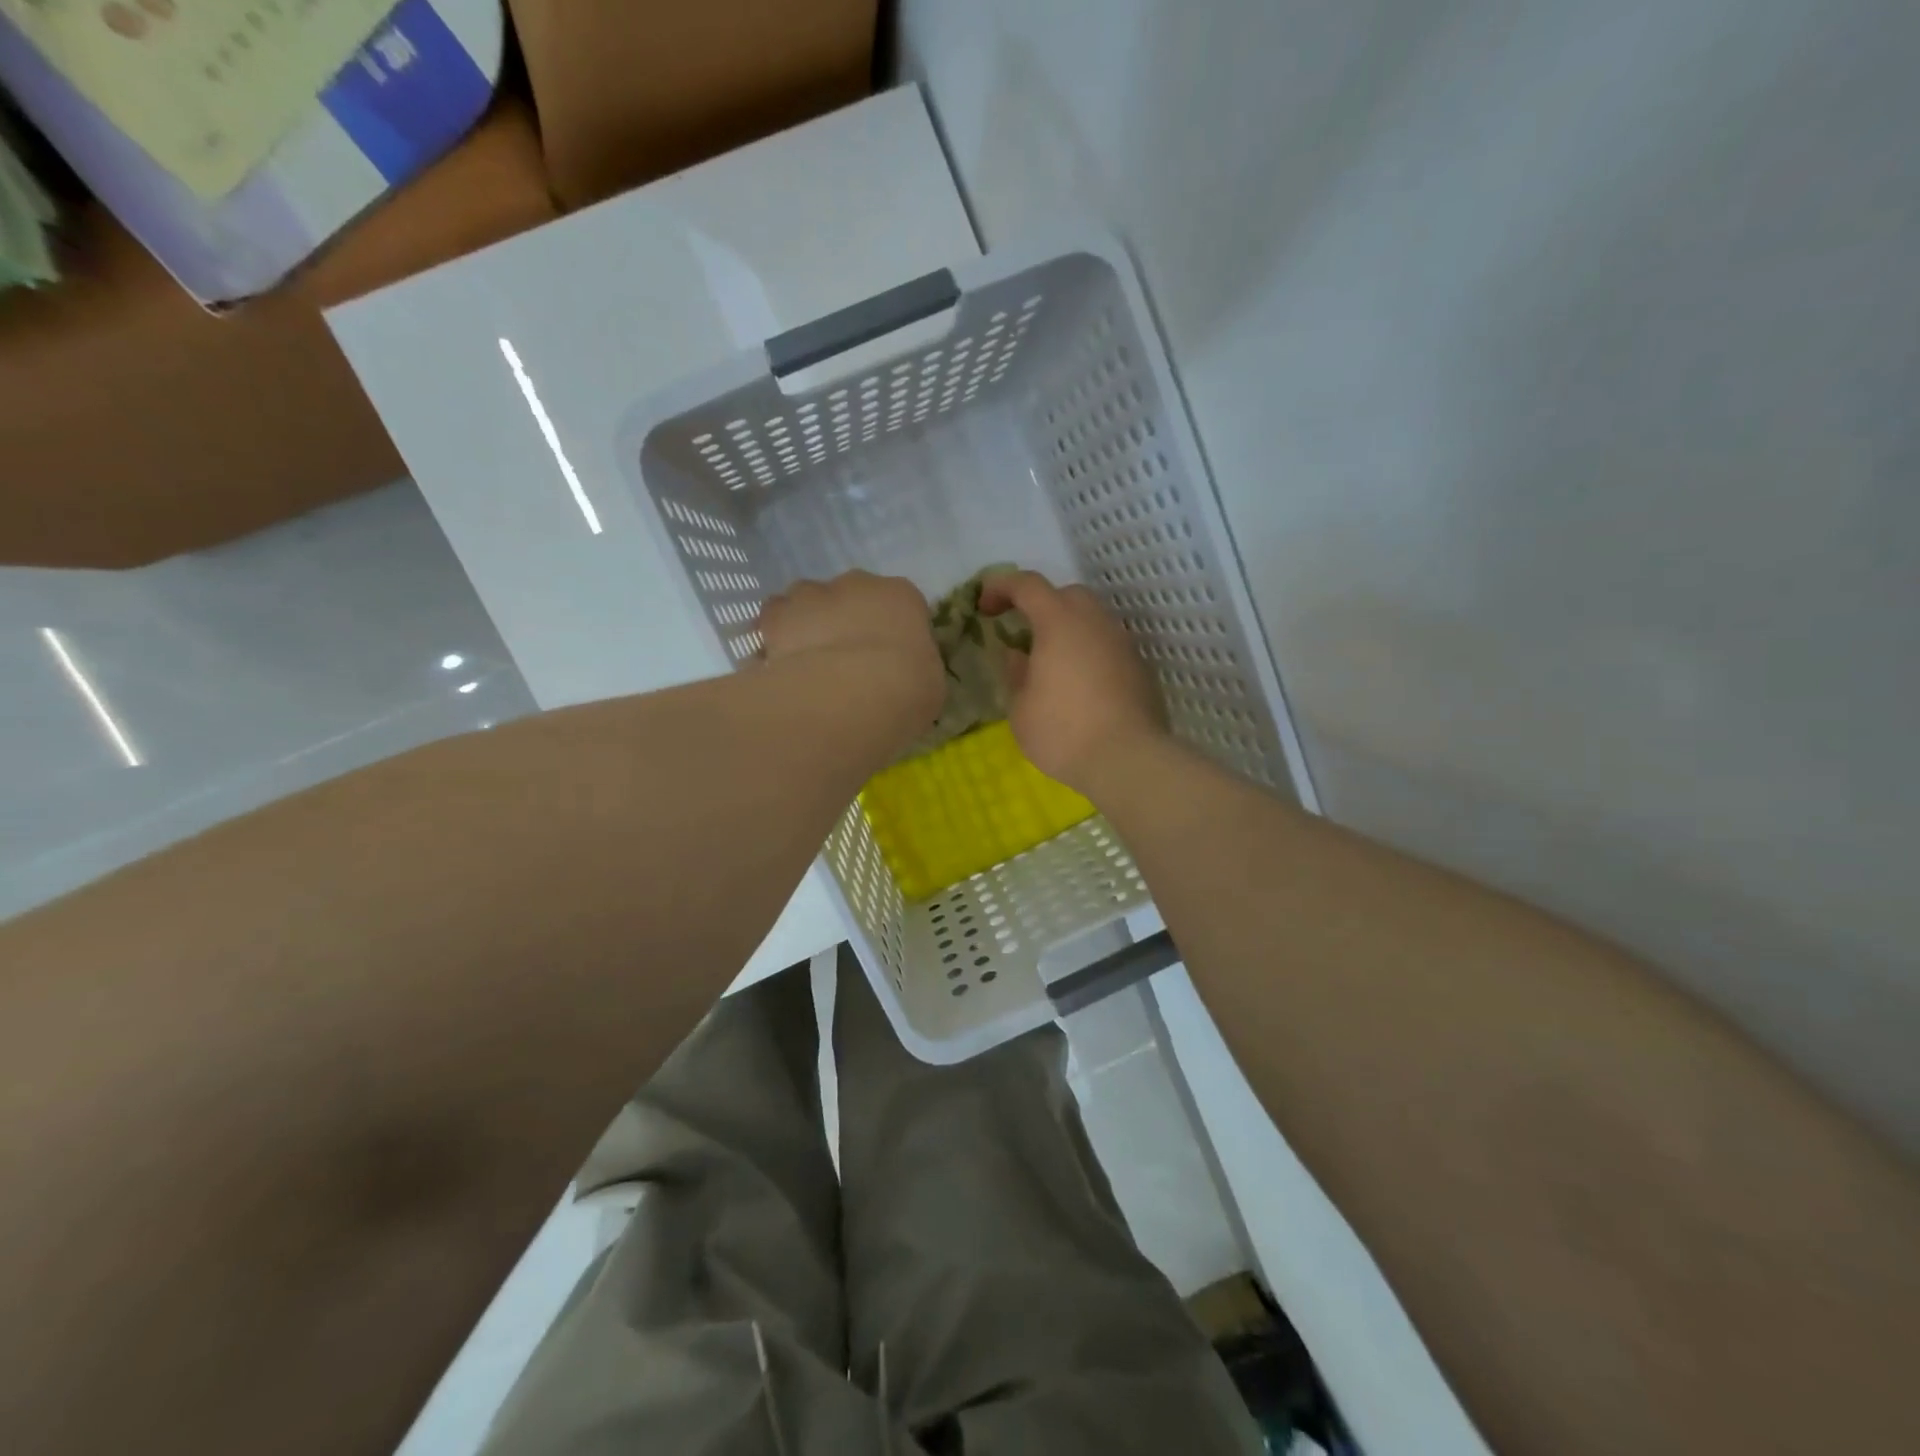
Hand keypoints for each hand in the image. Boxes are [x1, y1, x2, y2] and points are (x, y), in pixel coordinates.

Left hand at [758, 571, 944, 721]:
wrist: (852, 693)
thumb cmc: (906, 689)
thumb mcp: (928, 684)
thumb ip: (911, 669)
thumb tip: (899, 677)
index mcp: (902, 596)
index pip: (898, 604)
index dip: (888, 630)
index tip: (885, 658)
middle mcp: (856, 584)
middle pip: (847, 596)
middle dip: (843, 621)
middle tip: (843, 662)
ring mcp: (811, 594)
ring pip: (805, 603)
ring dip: (805, 625)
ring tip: (805, 665)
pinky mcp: (775, 616)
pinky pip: (770, 625)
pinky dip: (772, 642)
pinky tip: (776, 670)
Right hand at [979, 571, 1169, 796]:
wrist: (1128, 759)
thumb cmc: (1063, 732)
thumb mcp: (1021, 709)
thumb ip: (1016, 674)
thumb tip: (1018, 656)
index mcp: (1059, 622)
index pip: (1027, 585)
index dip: (1001, 587)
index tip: (984, 606)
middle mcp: (1095, 622)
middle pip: (1066, 595)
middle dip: (1040, 605)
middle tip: (1022, 633)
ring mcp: (1122, 643)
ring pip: (1092, 619)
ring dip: (1068, 630)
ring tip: (1051, 661)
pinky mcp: (1139, 667)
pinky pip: (1107, 646)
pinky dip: (1089, 653)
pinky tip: (1079, 684)